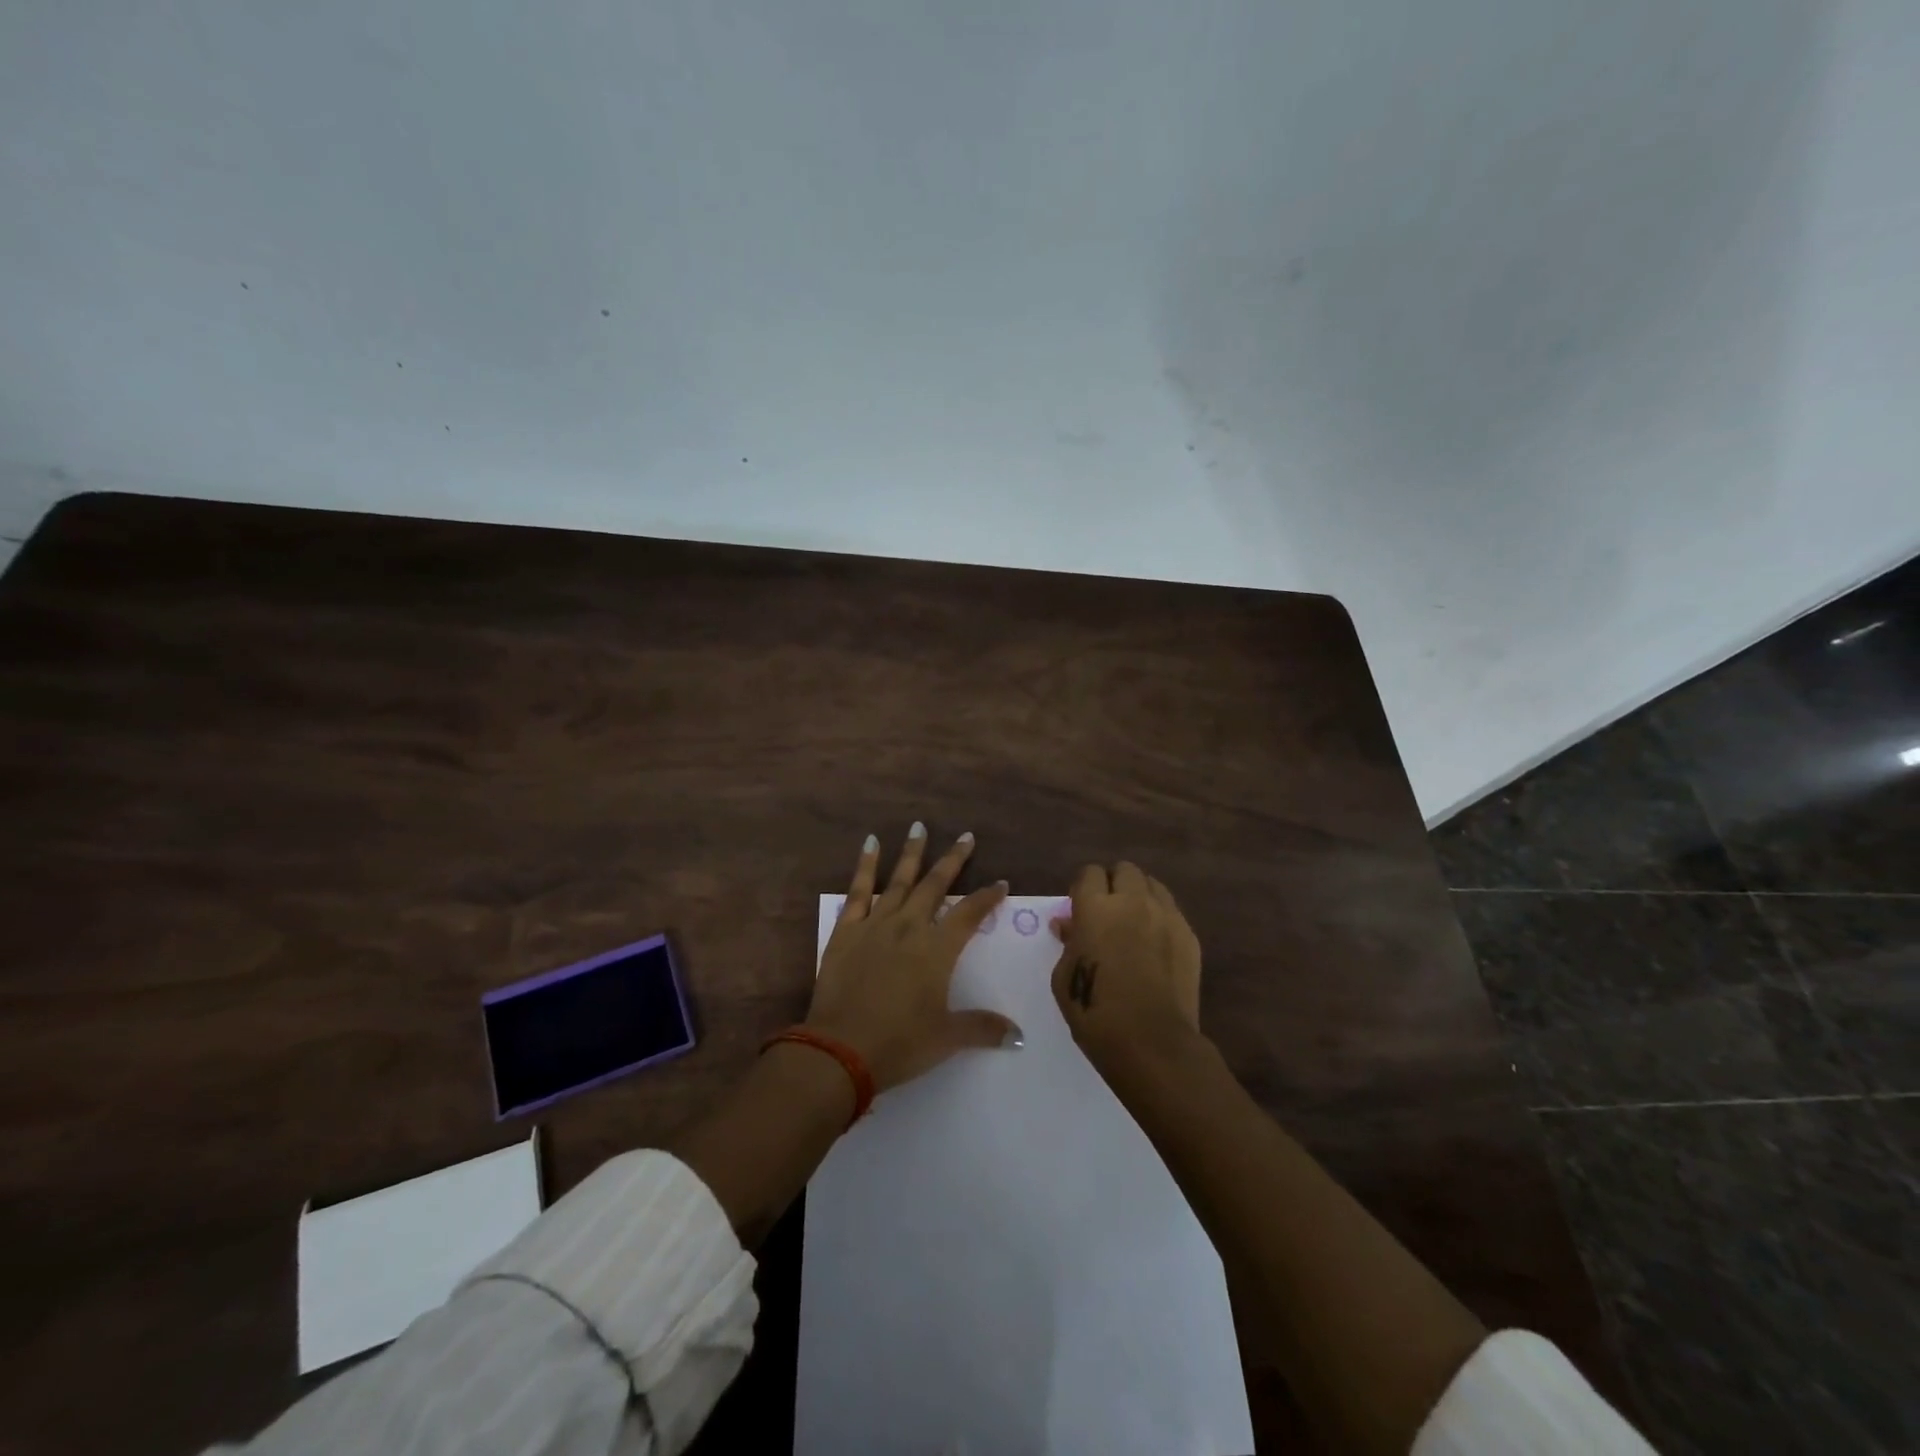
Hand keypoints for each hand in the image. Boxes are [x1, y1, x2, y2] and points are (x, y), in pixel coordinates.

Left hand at [808, 823, 1018, 1091]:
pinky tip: (871, 844)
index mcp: (937, 949)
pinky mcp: (846, 930)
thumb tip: (1019, 1036)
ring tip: (919, 827)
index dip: (987, 897)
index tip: (1000, 882)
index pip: (970, 914)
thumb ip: (983, 1028)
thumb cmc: (899, 1043)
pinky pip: (859, 890)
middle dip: (953, 860)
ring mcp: (875, 924)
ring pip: (899, 880)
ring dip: (912, 853)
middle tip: (966, 836)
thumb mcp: (947, 1038)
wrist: (840, 1049)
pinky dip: (866, 866)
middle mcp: (909, 926)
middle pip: (935, 885)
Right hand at [1050, 861, 1202, 1069]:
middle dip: (1113, 884)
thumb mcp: (1064, 977)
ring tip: (1134, 922)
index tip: (1080, 908)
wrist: (1152, 1043)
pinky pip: (1172, 911)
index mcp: (1096, 907)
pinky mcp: (1189, 935)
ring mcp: (1166, 916)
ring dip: (1139, 896)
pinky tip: (1155, 945)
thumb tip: (1069, 925)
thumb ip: (1068, 942)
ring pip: (1152, 885)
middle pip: (1124, 870)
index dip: (1083, 888)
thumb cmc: (1096, 1012)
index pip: (1089, 873)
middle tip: (1107, 911)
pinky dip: (1160, 918)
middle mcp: (1133, 901)